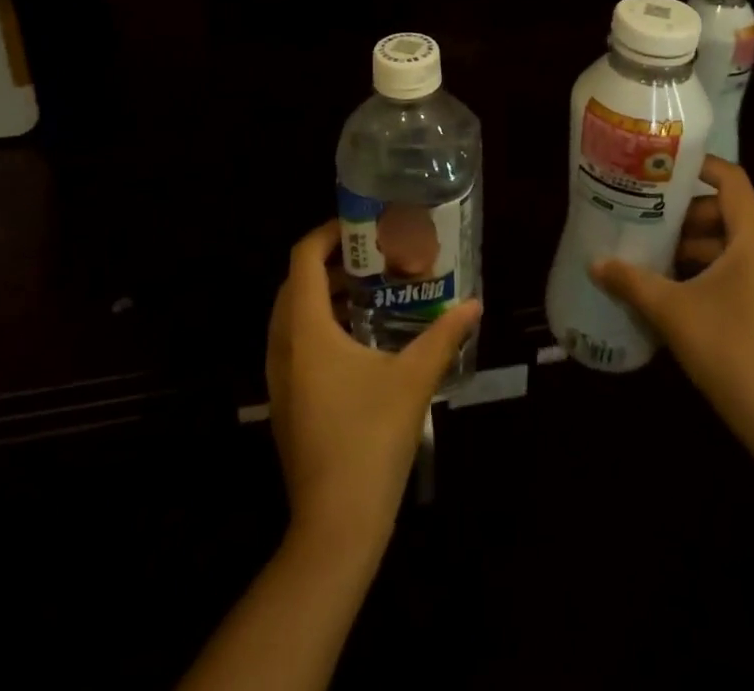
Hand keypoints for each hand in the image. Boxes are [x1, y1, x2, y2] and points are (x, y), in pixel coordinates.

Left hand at [266, 221, 482, 554]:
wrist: (335, 526)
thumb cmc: (371, 440)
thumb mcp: (414, 380)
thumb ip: (444, 336)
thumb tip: (475, 305)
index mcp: (306, 330)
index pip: (303, 259)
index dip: (327, 234)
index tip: (361, 228)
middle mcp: (283, 346)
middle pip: (295, 284)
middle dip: (329, 263)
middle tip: (371, 257)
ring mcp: (279, 378)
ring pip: (292, 316)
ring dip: (324, 296)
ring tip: (369, 292)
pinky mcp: (285, 402)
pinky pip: (294, 344)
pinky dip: (319, 326)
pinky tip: (359, 341)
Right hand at [590, 157, 753, 454]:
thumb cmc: (730, 351)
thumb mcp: (671, 311)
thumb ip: (631, 282)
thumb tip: (595, 263)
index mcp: (753, 242)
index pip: (733, 182)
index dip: (701, 166)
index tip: (663, 167)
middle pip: (727, 214)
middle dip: (685, 213)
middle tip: (645, 215)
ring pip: (728, 248)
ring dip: (691, 246)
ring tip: (650, 253)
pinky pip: (734, 275)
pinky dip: (703, 272)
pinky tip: (671, 292)